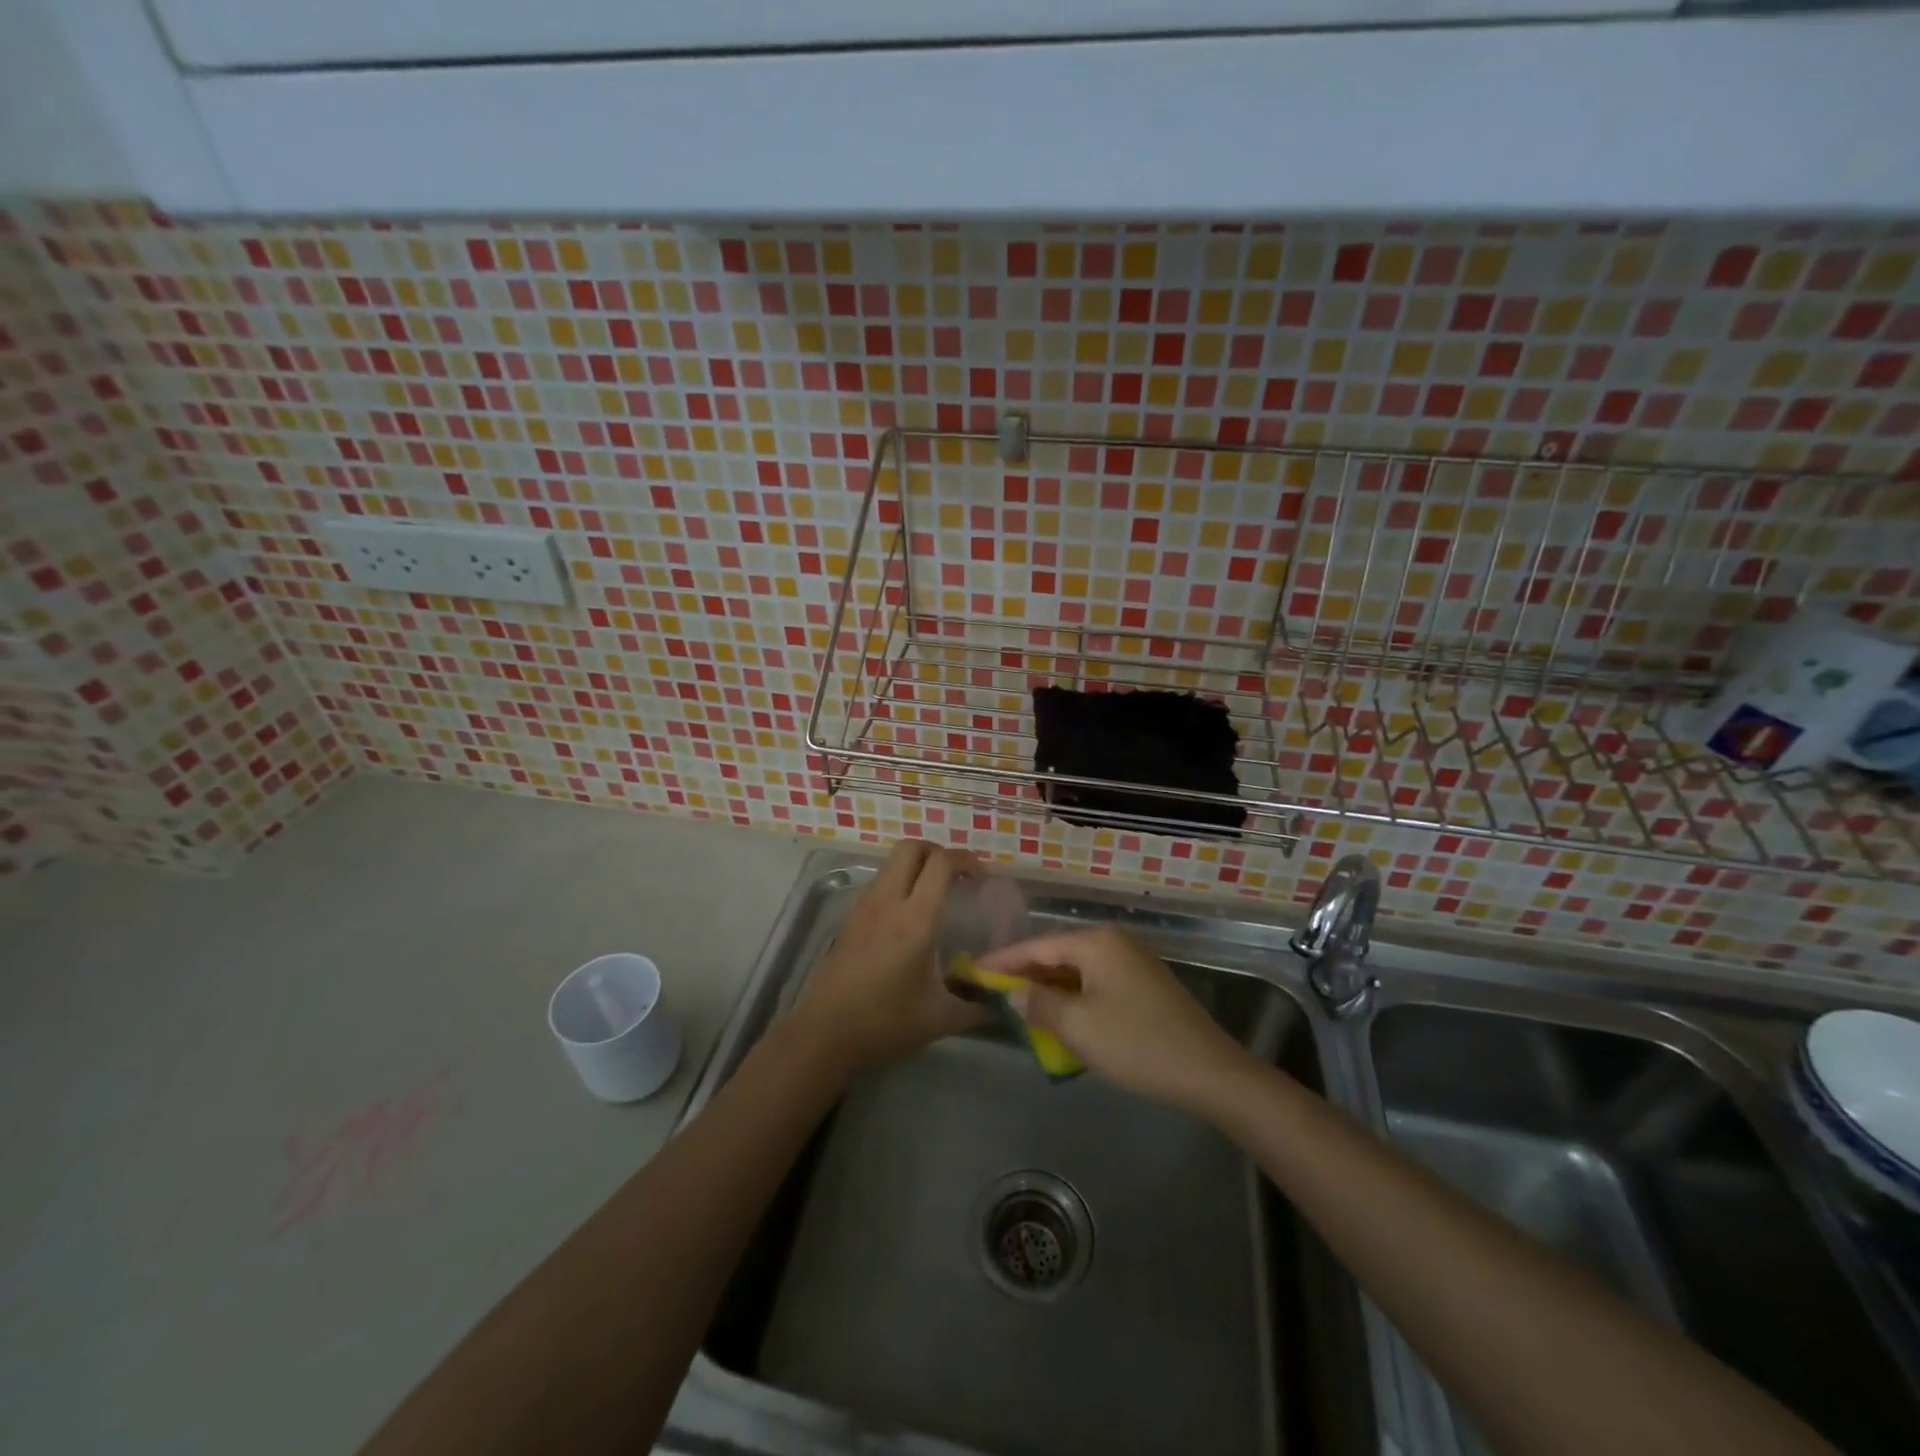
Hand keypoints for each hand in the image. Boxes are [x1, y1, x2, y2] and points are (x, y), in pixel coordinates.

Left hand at [791, 840, 989, 1075]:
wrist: (823, 1034)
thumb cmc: (884, 1023)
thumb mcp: (940, 1019)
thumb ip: (977, 1008)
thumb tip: (1004, 1006)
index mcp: (915, 918)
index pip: (941, 863)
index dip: (965, 860)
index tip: (981, 878)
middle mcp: (888, 902)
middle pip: (911, 847)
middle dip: (938, 851)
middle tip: (957, 876)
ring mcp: (865, 907)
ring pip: (892, 863)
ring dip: (917, 865)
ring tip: (936, 893)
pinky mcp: (851, 918)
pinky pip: (879, 882)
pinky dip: (899, 882)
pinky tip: (909, 915)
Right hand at [977, 926, 1254, 1114]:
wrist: (1209, 1072)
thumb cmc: (1137, 1044)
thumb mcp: (1078, 1026)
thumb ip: (1040, 1004)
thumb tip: (1015, 993)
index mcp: (1096, 943)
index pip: (1037, 946)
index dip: (1003, 960)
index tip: (972, 970)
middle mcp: (1115, 942)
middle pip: (1058, 953)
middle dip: (1026, 973)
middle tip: (992, 989)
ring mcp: (1133, 962)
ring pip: (1078, 969)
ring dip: (1050, 987)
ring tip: (1019, 1003)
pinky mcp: (1145, 984)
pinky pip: (1096, 982)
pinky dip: (1073, 995)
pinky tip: (1061, 1015)